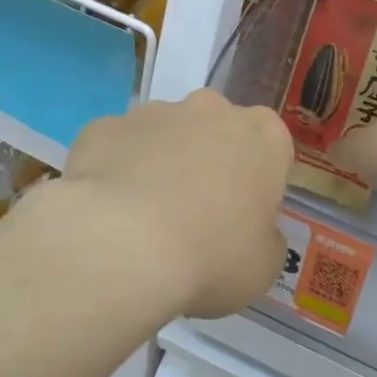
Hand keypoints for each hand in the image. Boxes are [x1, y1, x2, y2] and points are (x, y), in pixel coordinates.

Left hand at [62, 89, 292, 317]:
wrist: (120, 246)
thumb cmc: (210, 255)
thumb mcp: (262, 267)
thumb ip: (265, 239)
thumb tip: (254, 233)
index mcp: (263, 136)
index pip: (271, 151)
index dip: (257, 185)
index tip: (243, 220)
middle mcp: (212, 109)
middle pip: (217, 132)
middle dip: (209, 164)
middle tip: (196, 218)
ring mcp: (153, 112)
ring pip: (165, 136)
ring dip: (161, 165)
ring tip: (145, 221)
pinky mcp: (105, 126)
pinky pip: (118, 148)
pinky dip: (116, 172)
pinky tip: (109, 214)